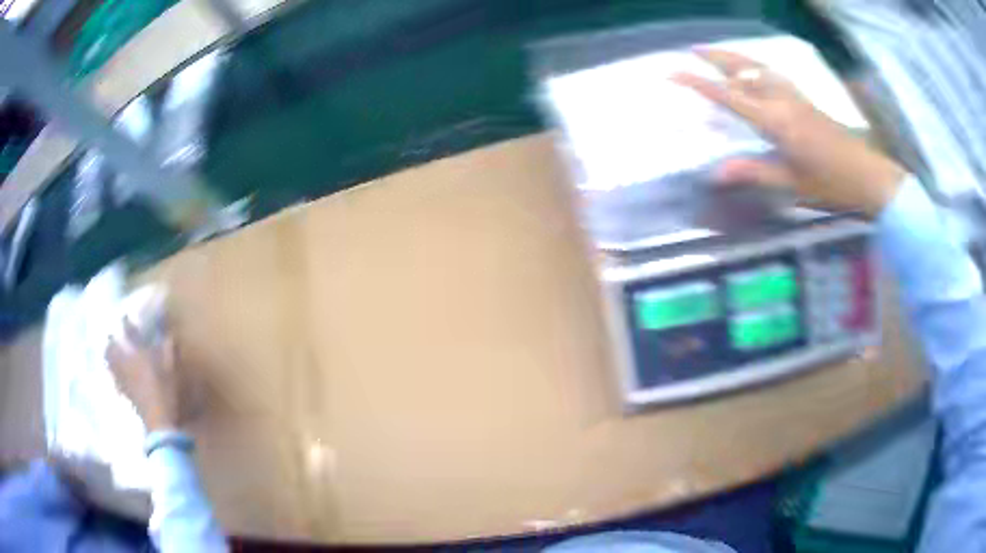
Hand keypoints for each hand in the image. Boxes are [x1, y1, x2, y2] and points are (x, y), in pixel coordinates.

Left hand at [106, 321, 180, 432]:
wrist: (158, 421)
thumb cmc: (165, 392)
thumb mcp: (171, 371)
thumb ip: (169, 351)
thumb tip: (171, 335)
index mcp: (139, 354)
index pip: (130, 334)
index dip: (127, 324)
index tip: (124, 316)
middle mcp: (127, 363)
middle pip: (114, 348)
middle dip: (111, 340)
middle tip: (109, 335)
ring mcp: (124, 379)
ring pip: (111, 363)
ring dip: (108, 356)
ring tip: (106, 351)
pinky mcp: (124, 393)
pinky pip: (114, 379)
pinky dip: (111, 374)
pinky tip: (112, 374)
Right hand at [673, 49, 905, 216]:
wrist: (867, 176)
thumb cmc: (831, 183)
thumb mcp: (792, 184)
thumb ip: (754, 173)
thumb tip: (716, 173)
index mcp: (775, 121)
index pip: (729, 96)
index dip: (699, 83)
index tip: (673, 72)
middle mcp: (782, 100)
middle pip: (744, 69)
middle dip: (716, 57)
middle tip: (693, 48)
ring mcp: (795, 97)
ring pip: (759, 68)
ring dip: (736, 57)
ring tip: (718, 53)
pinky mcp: (805, 100)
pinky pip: (774, 74)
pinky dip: (757, 66)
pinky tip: (756, 70)